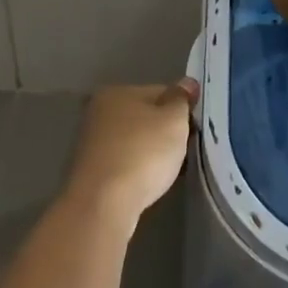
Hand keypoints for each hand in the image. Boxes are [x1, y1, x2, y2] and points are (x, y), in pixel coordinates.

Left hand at [63, 79, 197, 227]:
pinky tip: (150, 183)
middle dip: (166, 132)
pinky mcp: (91, 173)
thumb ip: (182, 99)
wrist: (103, 204)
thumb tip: (187, 83)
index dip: (182, 109)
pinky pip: (125, 164)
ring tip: (171, 170)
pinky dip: (139, 170)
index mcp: (116, 92)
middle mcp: (99, 113)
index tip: (195, 130)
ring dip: (153, 153)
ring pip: (135, 142)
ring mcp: (92, 144)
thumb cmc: (142, 153)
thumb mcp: (173, 120)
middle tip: (186, 150)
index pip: (160, 92)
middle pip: (145, 117)